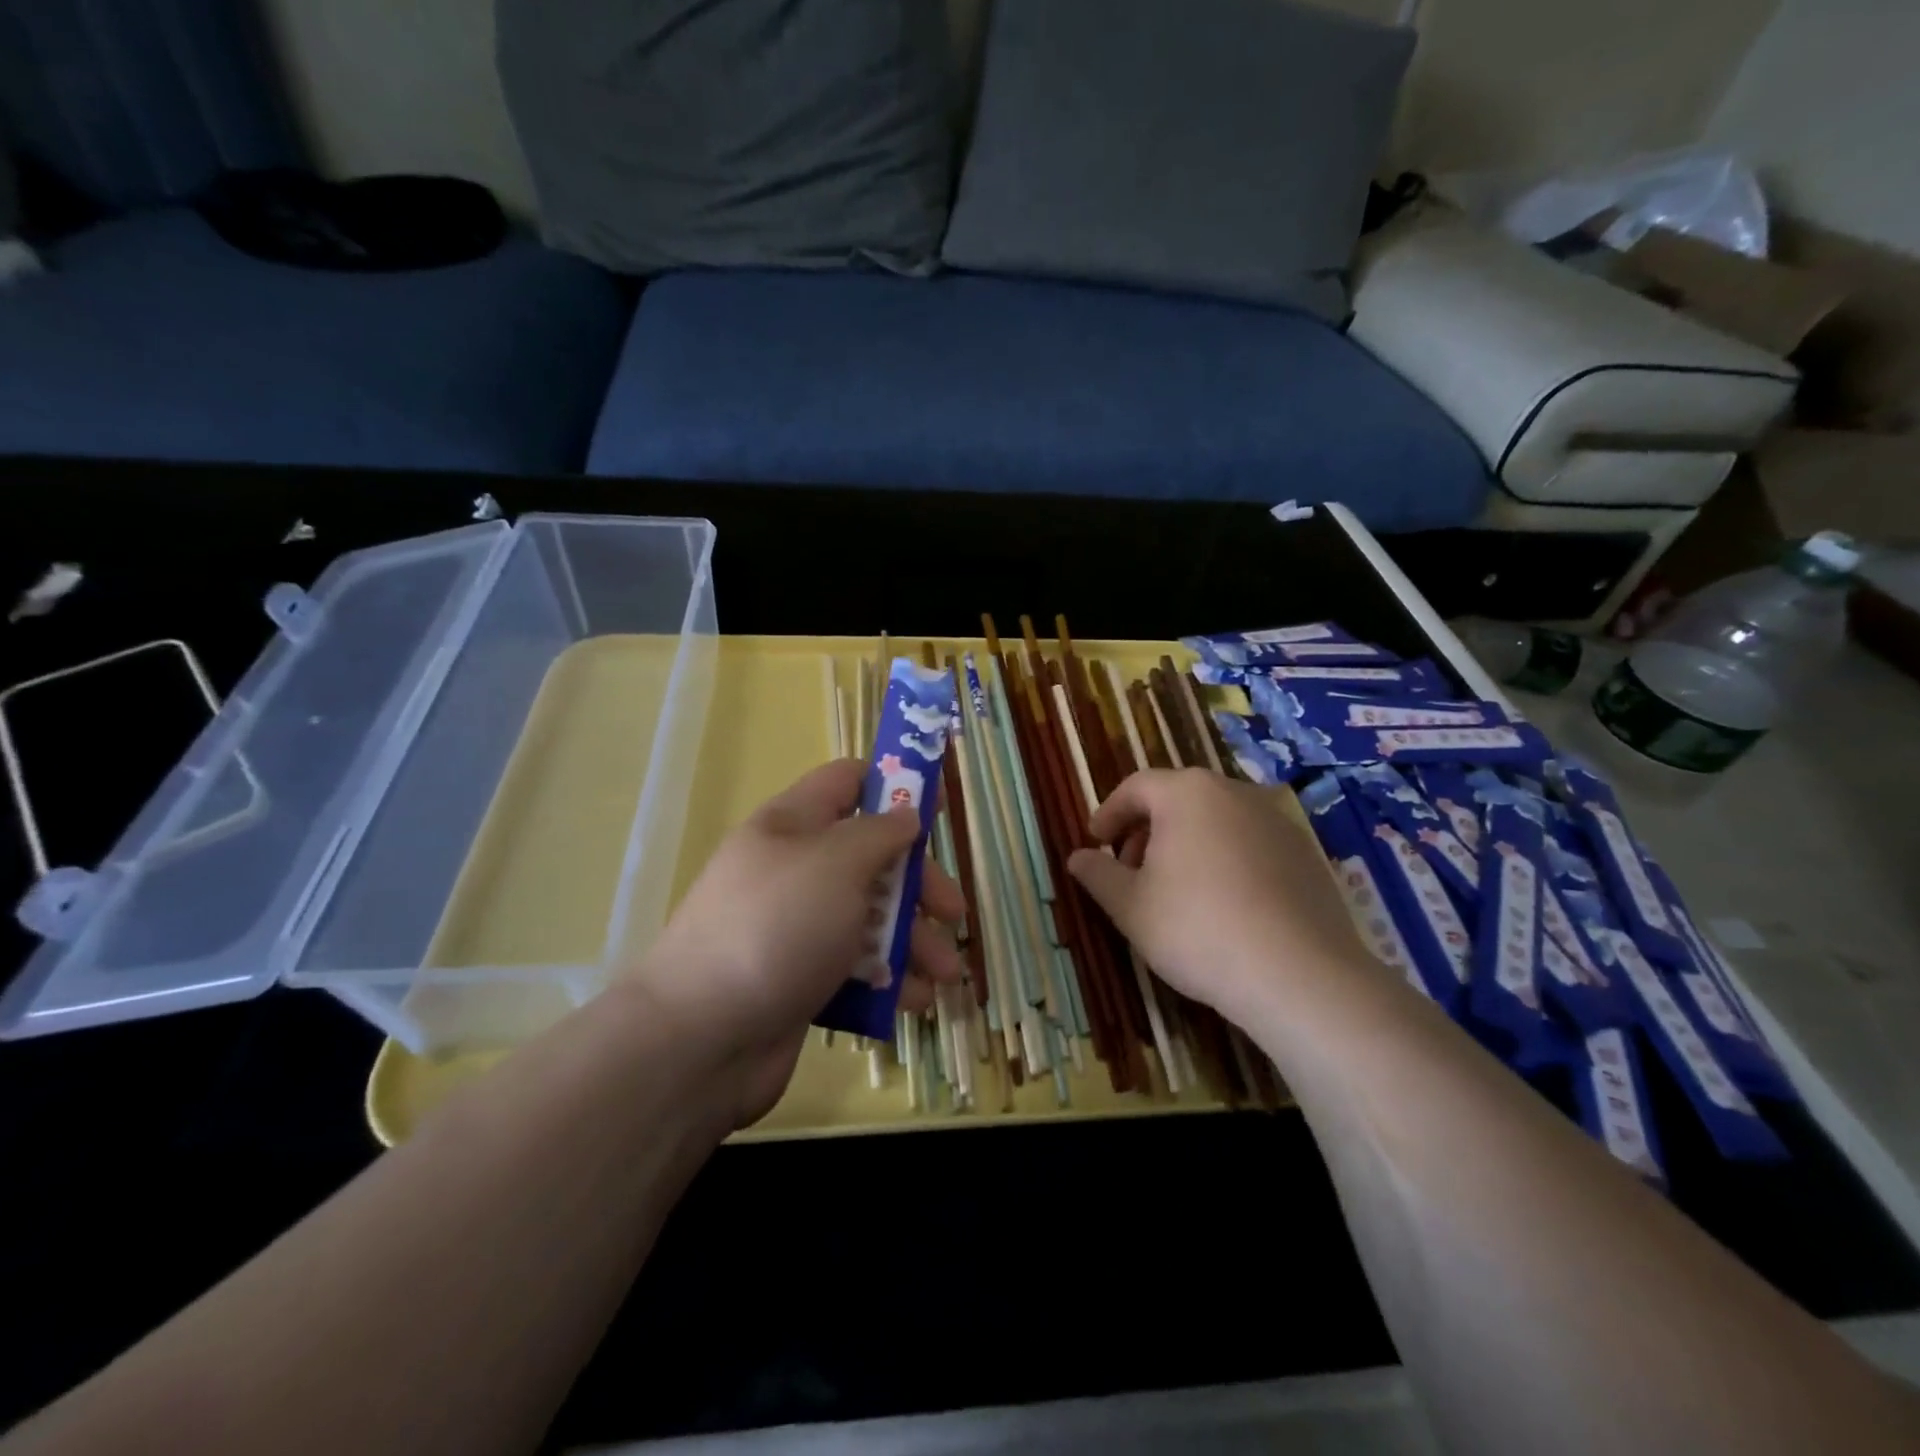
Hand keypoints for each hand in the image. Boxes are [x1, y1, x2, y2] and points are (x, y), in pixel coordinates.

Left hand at [633, 759, 966, 1127]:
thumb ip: (879, 833)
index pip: (847, 782)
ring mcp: (796, 928)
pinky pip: (855, 968)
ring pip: (870, 918)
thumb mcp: (836, 864)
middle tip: (953, 913)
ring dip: (915, 941)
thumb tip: (905, 814)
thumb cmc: (776, 929)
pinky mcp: (800, 980)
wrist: (700, 1040)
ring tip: (946, 975)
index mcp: (793, 825)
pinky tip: (915, 1002)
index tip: (937, 810)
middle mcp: (795, 871)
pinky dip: (888, 981)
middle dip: (919, 884)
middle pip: (871, 858)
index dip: (894, 786)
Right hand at [1067, 769, 1371, 1027]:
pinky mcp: (1306, 853)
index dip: (1109, 813)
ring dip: (1186, 844)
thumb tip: (1076, 857)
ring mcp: (1276, 820)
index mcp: (1186, 793)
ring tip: (1175, 890)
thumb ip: (1098, 875)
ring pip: (1216, 820)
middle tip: (1130, 870)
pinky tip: (1223, 904)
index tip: (1095, 843)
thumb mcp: (1130, 906)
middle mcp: (1233, 792)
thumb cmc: (1196, 928)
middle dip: (1146, 830)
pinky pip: (1250, 844)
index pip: (1135, 787)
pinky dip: (1225, 860)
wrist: (1298, 974)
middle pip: (1177, 799)